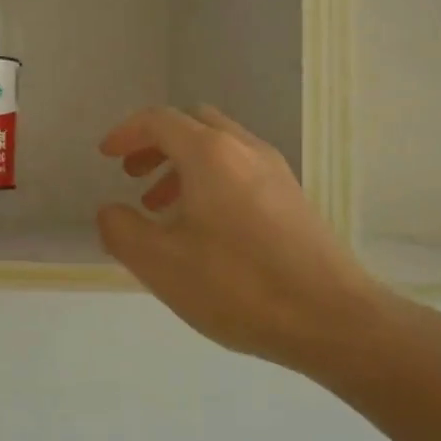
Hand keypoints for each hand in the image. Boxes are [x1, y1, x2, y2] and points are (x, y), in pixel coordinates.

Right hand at [97, 106, 402, 369]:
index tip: (106, 157)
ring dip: (182, 165)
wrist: (334, 320)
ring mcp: (276, 172)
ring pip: (219, 148)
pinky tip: (204, 229)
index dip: (125, 133)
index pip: (159, 120)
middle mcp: (245, 149)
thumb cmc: (238, 285)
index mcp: (210, 153)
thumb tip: (110, 211)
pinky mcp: (294, 198)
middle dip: (156, 144)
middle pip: (192, 124)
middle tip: (133, 175)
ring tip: (162, 208)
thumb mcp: (160, 263)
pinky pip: (241, 170)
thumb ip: (121, 230)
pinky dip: (211, 181)